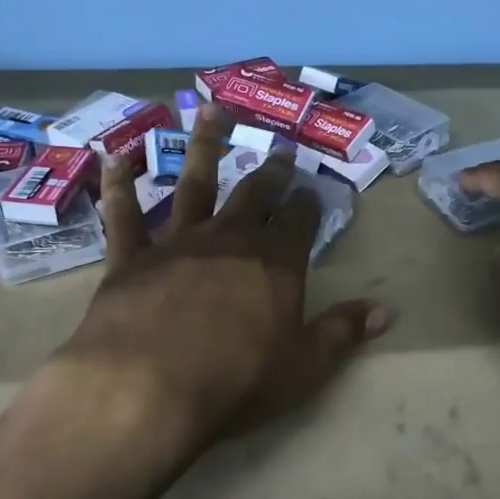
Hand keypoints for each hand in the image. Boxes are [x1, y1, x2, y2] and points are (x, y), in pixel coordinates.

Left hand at [56, 105, 390, 449]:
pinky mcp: (130, 258)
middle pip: (255, 194)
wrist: (146, 388)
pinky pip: (124, 215)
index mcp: (274, 262)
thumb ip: (343, 332)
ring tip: (212, 110)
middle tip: (281, 148)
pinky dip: (118, 186)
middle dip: (271, 171)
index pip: (299, 221)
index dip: (308, 203)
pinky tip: (114, 157)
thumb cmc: (235, 381)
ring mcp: (177, 243)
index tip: (313, 188)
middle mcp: (229, 240)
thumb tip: (385, 311)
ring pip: (195, 184)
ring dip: (205, 145)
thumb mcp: (303, 366)